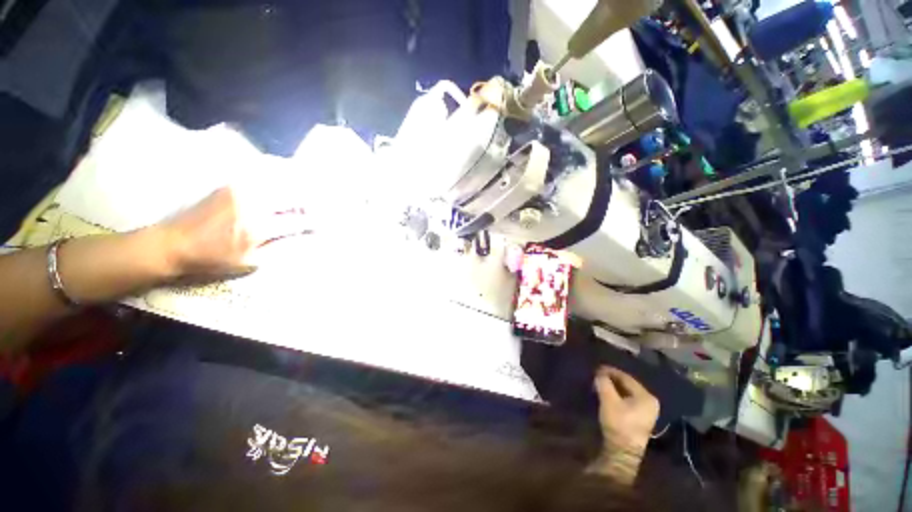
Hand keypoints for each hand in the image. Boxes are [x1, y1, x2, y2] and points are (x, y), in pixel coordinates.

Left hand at [156, 187, 309, 277]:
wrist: (172, 243)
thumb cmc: (212, 259)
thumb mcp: (250, 263)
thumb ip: (281, 248)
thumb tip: (303, 238)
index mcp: (258, 227)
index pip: (299, 221)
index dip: (315, 224)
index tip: (322, 227)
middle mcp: (253, 203)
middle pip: (295, 195)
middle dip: (310, 204)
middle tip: (314, 212)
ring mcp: (242, 190)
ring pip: (282, 181)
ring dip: (298, 190)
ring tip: (301, 200)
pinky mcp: (233, 183)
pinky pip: (265, 174)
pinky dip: (281, 178)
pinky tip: (285, 185)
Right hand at [595, 367, 659, 455]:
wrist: (623, 451)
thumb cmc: (618, 423)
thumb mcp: (608, 400)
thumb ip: (604, 383)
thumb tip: (599, 373)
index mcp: (646, 396)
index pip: (626, 377)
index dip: (610, 371)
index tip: (597, 368)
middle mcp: (650, 402)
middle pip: (628, 385)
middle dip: (612, 379)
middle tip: (597, 376)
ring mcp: (647, 411)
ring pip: (627, 393)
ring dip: (613, 388)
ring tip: (600, 384)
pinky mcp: (641, 418)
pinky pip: (628, 400)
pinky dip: (617, 396)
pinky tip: (607, 394)